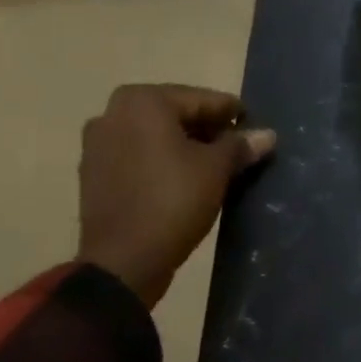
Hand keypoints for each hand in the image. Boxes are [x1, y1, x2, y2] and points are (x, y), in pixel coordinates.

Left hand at [76, 84, 275, 305]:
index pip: (202, 99)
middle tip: (237, 151)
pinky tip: (183, 181)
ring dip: (184, 147)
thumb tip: (267, 135)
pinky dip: (160, 162)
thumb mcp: (216, 170)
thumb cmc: (172, 202)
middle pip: (175, 114)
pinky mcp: (93, 173)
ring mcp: (98, 143)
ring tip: (214, 168)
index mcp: (143, 101)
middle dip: (207, 131)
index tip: (254, 129)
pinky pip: (137, 156)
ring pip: (155, 136)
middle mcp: (114, 112)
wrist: (122, 262)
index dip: (232, 115)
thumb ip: (239, 145)